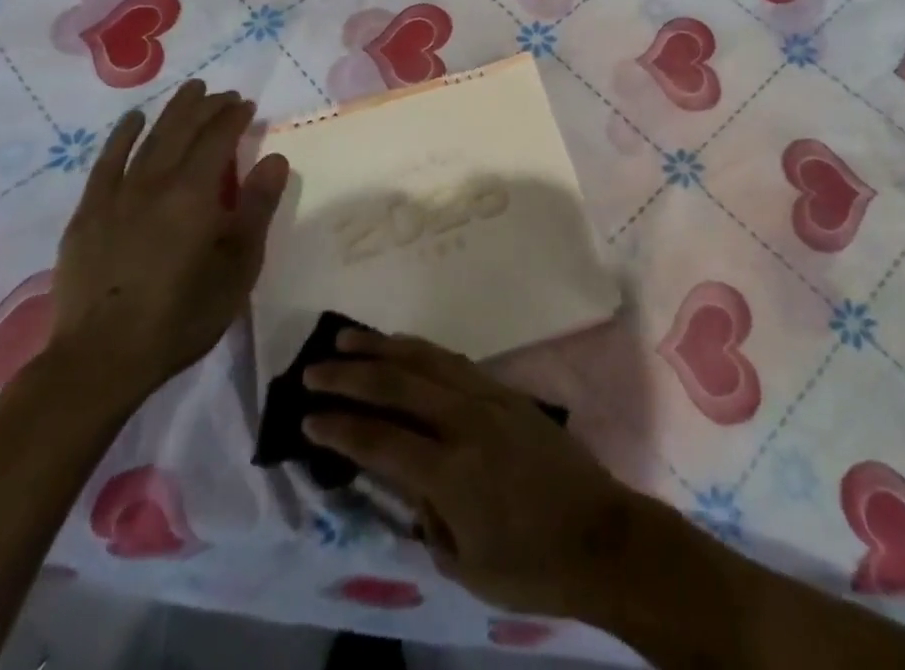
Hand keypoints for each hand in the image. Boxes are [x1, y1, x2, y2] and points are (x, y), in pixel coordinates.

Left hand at [48, 79, 288, 416]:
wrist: (101, 359)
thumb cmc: (183, 314)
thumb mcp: (239, 265)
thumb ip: (257, 207)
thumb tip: (274, 158)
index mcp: (195, 193)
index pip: (218, 138)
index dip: (234, 117)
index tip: (247, 105)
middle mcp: (154, 182)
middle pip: (183, 130)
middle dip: (206, 107)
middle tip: (222, 93)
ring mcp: (115, 196)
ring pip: (148, 139)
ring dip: (172, 112)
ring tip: (189, 91)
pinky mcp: (87, 215)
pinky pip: (106, 163)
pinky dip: (121, 136)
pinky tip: (133, 121)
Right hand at [303, 329, 640, 618]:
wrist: (599, 533)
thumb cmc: (529, 565)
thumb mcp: (463, 561)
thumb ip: (425, 513)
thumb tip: (403, 478)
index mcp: (452, 470)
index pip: (381, 440)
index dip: (340, 427)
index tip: (305, 417)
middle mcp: (467, 420)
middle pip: (399, 384)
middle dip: (352, 375)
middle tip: (313, 369)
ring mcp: (490, 397)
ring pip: (428, 359)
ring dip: (385, 347)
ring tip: (349, 339)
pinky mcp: (507, 390)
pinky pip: (455, 362)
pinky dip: (422, 351)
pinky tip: (404, 349)